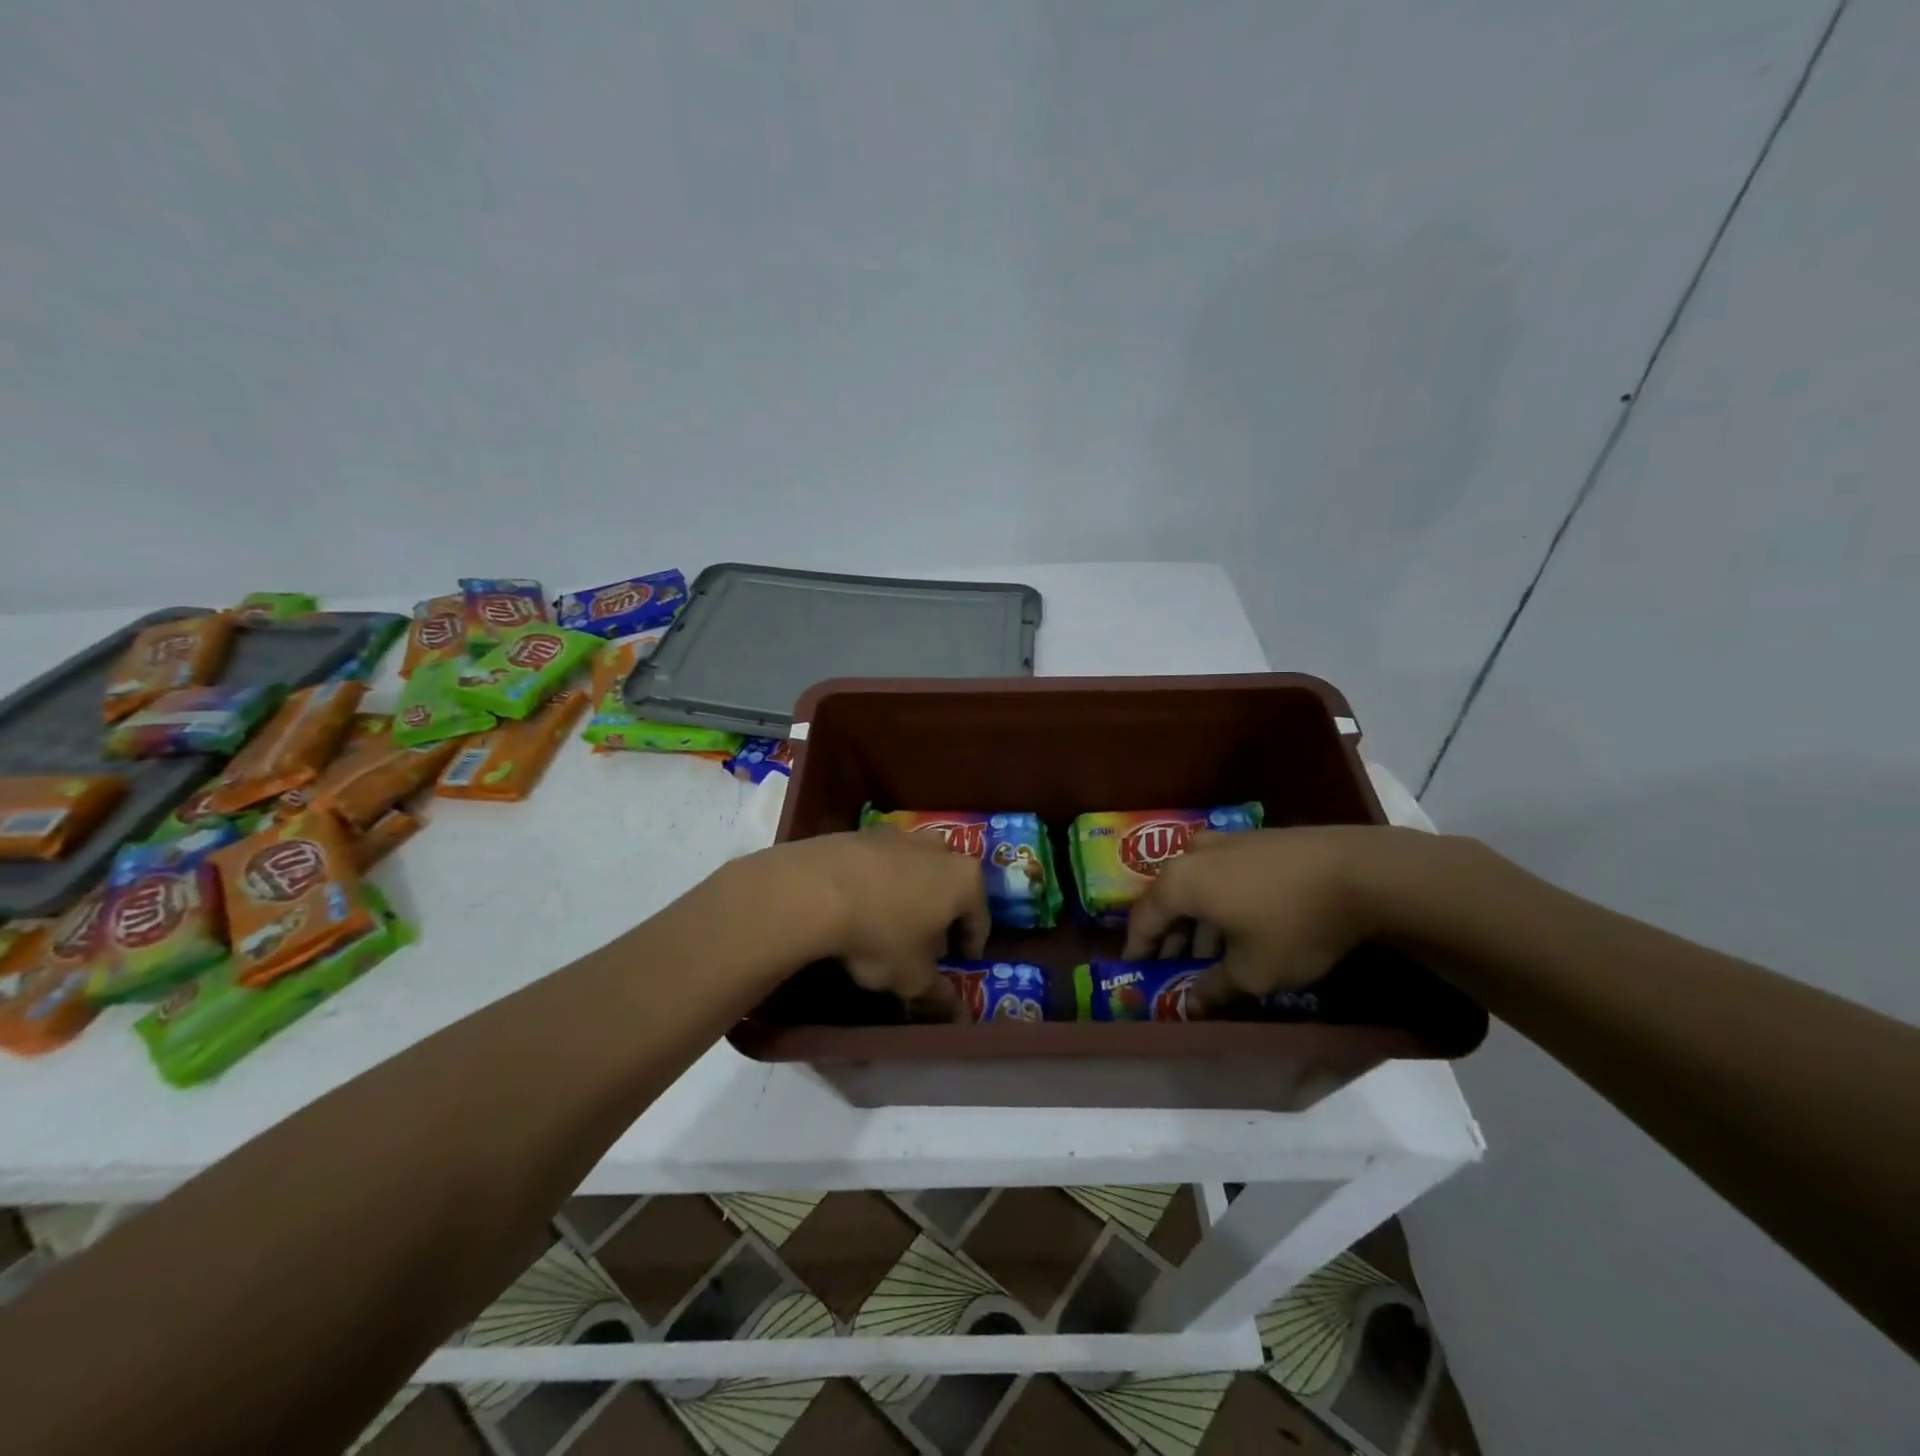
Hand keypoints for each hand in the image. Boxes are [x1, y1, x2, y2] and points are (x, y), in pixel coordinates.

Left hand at [770, 828, 990, 1020]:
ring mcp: (901, 835)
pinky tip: (861, 904)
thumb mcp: (912, 977)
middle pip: (950, 887)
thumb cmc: (880, 934)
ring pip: (917, 870)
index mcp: (965, 880)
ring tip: (891, 923)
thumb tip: (958, 1015)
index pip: (980, 919)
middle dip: (942, 915)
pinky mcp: (865, 832)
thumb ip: (939, 995)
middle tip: (926, 945)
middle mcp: (940, 850)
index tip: (959, 963)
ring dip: (912, 894)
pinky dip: (880, 882)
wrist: (814, 889)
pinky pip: (883, 863)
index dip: (970, 946)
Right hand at [1120, 826, 1418, 1014]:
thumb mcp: (1252, 972)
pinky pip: (1223, 874)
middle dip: (1170, 936)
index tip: (1137, 972)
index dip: (1138, 950)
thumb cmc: (1292, 924)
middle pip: (1168, 898)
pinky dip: (1221, 901)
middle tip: (1176, 968)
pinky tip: (1243, 925)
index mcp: (1179, 882)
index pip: (1143, 919)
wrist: (1361, 872)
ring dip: (1198, 920)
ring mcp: (1226, 841)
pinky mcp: (1257, 839)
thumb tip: (1192, 1006)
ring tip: (1212, 953)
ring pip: (1197, 885)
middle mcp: (1193, 854)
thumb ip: (1213, 990)